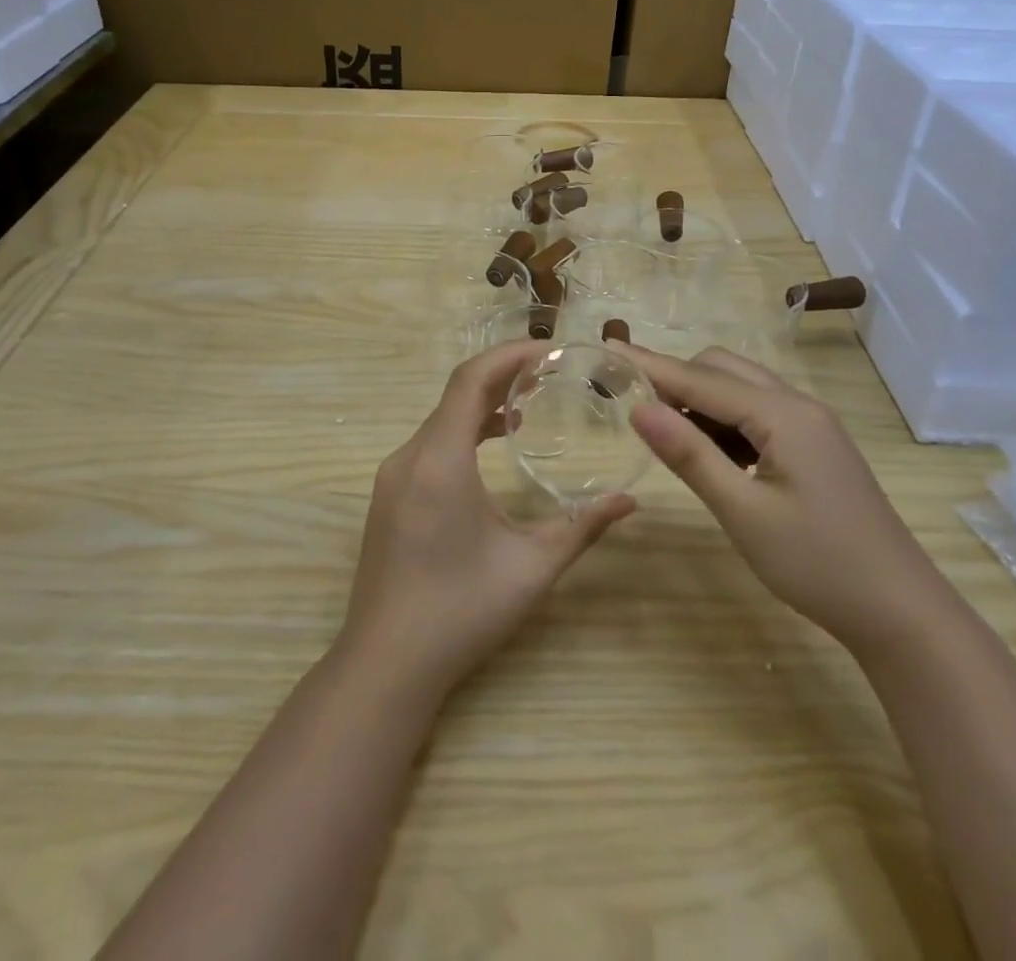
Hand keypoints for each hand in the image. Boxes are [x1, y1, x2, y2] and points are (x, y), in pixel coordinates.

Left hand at [338, 341, 636, 698]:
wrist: (386, 665)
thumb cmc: (461, 612)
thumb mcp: (531, 568)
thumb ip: (581, 526)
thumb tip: (629, 500)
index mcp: (440, 461)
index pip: (471, 380)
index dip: (510, 354)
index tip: (552, 349)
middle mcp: (410, 456)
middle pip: (456, 393)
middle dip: (503, 374)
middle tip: (552, 371)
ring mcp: (393, 476)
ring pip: (441, 418)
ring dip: (482, 402)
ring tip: (529, 401)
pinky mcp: (389, 495)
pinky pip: (430, 442)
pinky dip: (463, 429)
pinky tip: (492, 443)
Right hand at [621, 344, 948, 656]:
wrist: (901, 610)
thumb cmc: (818, 564)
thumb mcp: (743, 512)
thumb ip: (689, 455)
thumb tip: (639, 408)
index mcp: (783, 415)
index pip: (700, 378)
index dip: (649, 364)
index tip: (607, 348)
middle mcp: (798, 405)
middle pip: (723, 370)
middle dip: (676, 378)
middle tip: (634, 404)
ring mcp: (812, 424)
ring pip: (742, 389)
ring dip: (701, 399)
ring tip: (667, 433)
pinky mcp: (816, 445)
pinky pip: (760, 412)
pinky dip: (726, 420)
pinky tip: (713, 454)